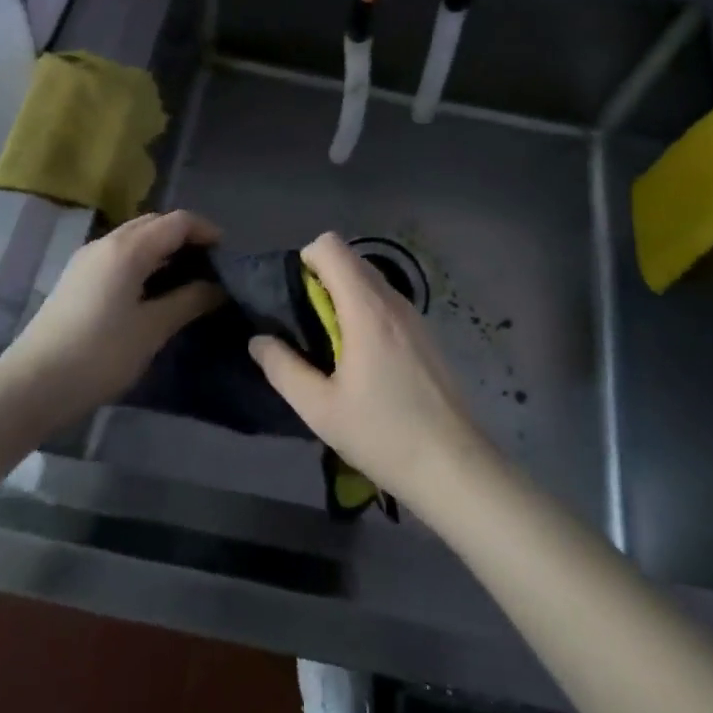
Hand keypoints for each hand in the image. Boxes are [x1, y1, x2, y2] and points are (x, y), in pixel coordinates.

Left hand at [7, 210, 222, 423]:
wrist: (32, 385)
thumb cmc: (99, 355)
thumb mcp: (152, 329)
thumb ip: (189, 301)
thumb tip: (218, 287)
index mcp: (128, 249)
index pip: (177, 222)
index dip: (206, 231)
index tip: (228, 256)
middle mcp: (106, 242)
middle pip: (154, 223)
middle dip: (185, 237)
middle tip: (210, 266)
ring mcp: (87, 258)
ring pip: (135, 237)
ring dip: (163, 248)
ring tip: (186, 278)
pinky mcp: (77, 277)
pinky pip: (119, 253)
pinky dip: (143, 260)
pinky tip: (152, 290)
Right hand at [248, 233, 492, 510]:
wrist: (453, 466)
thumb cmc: (383, 434)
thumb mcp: (320, 409)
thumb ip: (283, 368)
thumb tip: (259, 340)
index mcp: (366, 308)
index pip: (330, 246)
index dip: (305, 262)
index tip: (294, 301)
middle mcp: (392, 300)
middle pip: (349, 259)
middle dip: (321, 281)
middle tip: (307, 329)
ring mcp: (414, 315)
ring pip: (369, 281)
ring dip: (343, 298)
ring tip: (332, 348)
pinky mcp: (425, 334)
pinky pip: (386, 302)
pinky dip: (365, 313)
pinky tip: (364, 362)